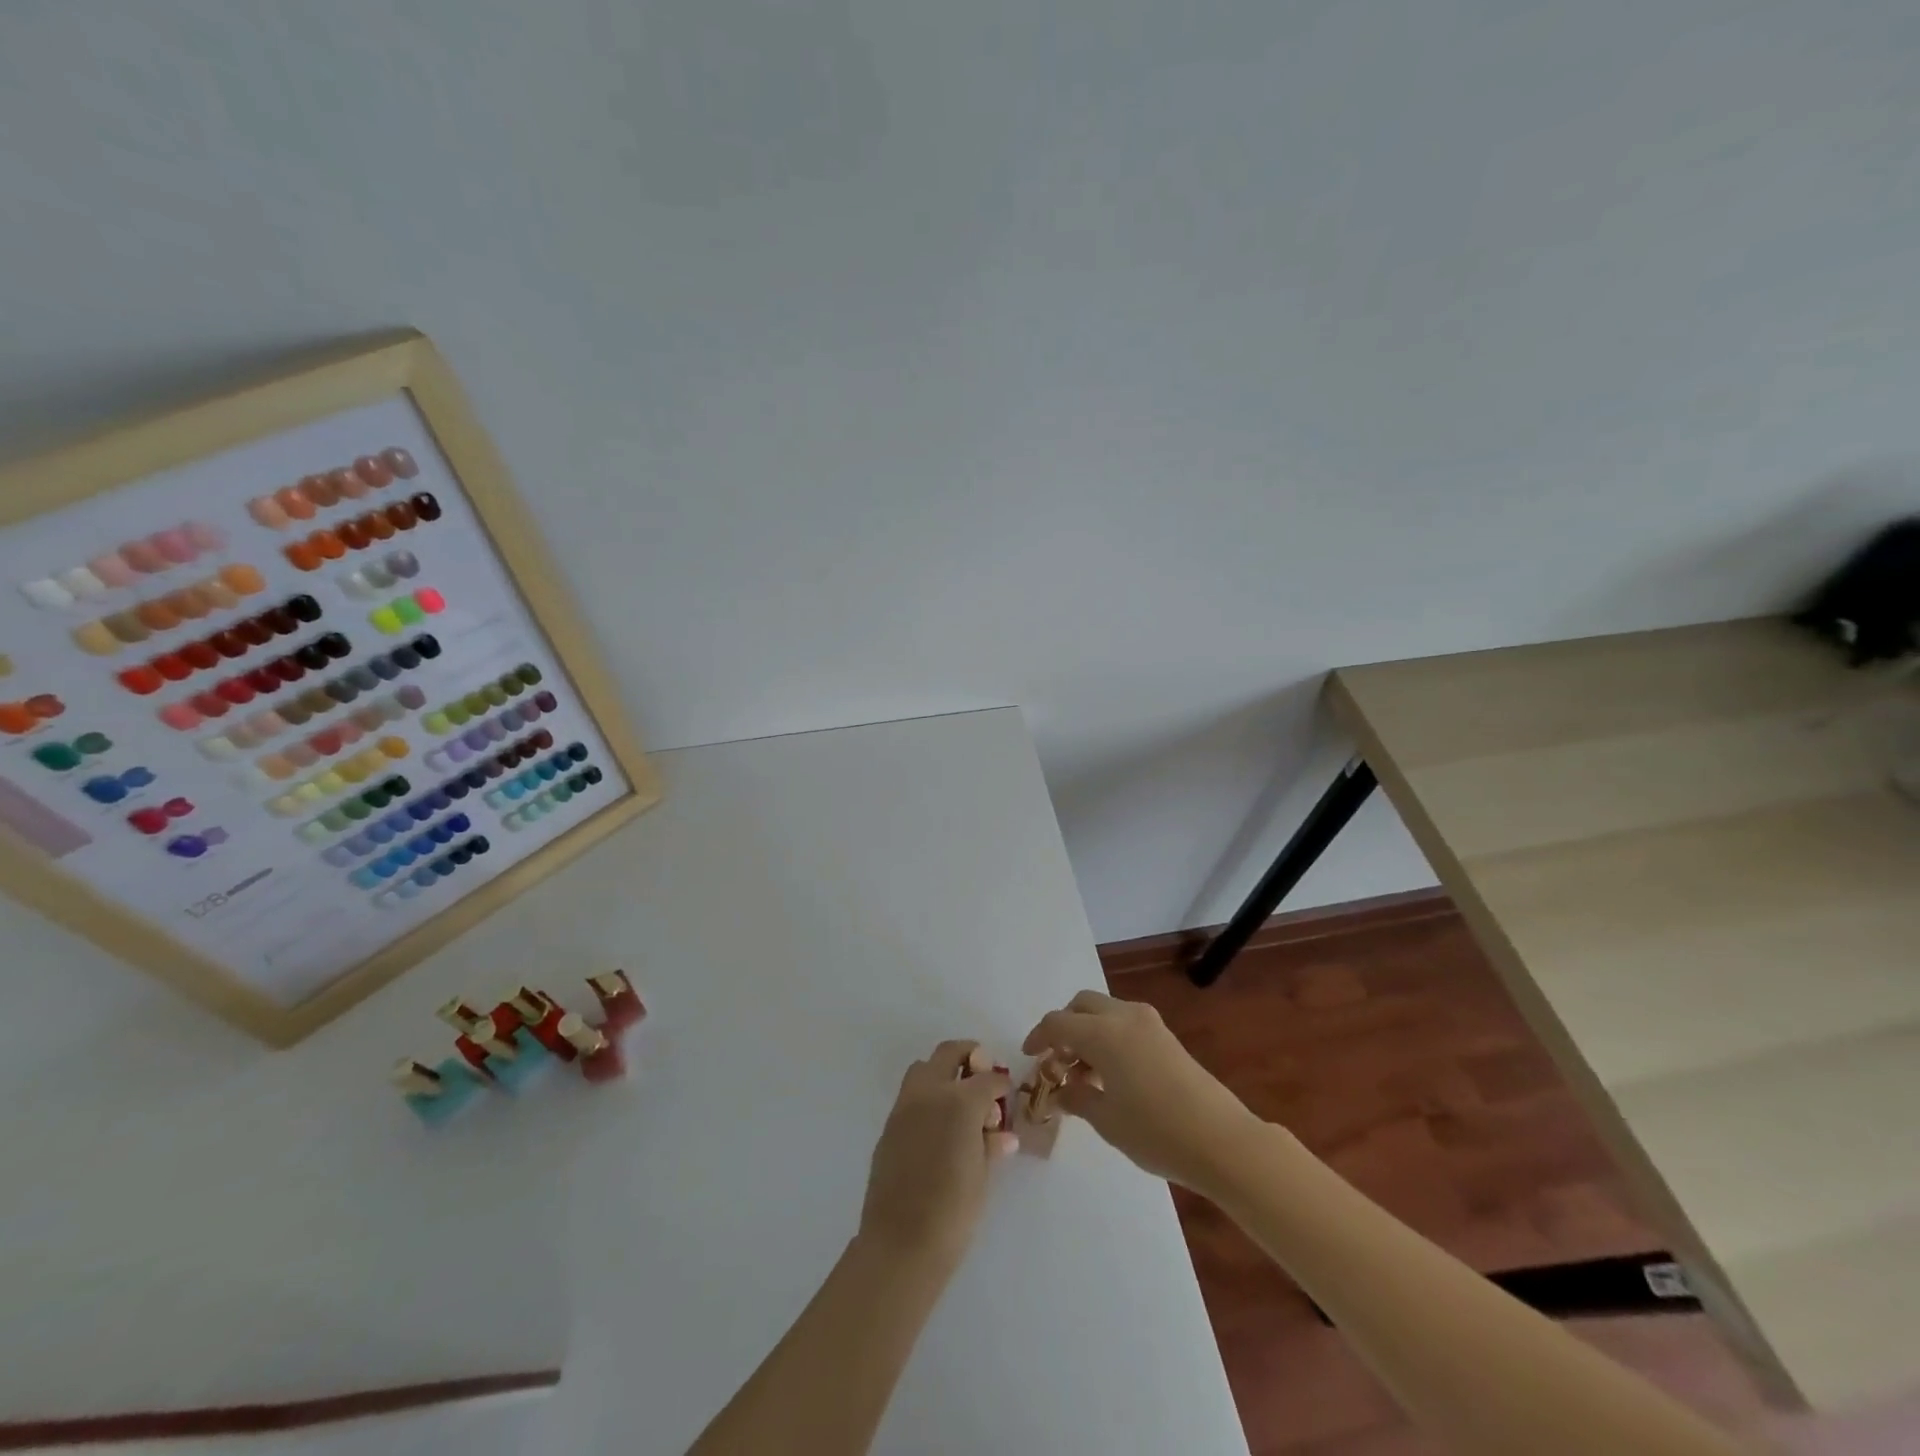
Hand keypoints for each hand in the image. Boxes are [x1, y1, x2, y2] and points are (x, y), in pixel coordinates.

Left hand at [857, 1041, 1015, 1272]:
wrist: (900, 1243)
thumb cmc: (953, 1211)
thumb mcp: (982, 1175)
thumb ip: (990, 1145)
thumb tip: (1001, 1135)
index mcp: (960, 1101)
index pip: (987, 1078)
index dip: (1000, 1083)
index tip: (1006, 1092)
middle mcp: (930, 1092)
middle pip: (949, 1053)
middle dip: (969, 1056)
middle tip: (983, 1074)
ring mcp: (904, 1106)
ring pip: (924, 1068)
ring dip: (943, 1073)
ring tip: (959, 1100)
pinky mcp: (888, 1125)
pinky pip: (910, 1096)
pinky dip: (927, 1098)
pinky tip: (938, 1127)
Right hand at [1023, 990, 1260, 1196]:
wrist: (1222, 1141)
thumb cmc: (1156, 1131)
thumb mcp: (1107, 1119)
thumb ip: (1077, 1098)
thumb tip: (1060, 1090)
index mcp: (1103, 1032)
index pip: (1058, 1023)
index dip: (1038, 1037)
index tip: (1029, 1057)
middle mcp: (1124, 1016)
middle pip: (1081, 1005)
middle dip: (1064, 1027)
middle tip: (1057, 1061)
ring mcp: (1149, 1024)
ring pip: (1104, 1012)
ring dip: (1087, 1032)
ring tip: (1084, 1075)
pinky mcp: (1165, 1037)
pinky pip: (1124, 1024)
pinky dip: (1108, 1038)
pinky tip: (1110, 1075)